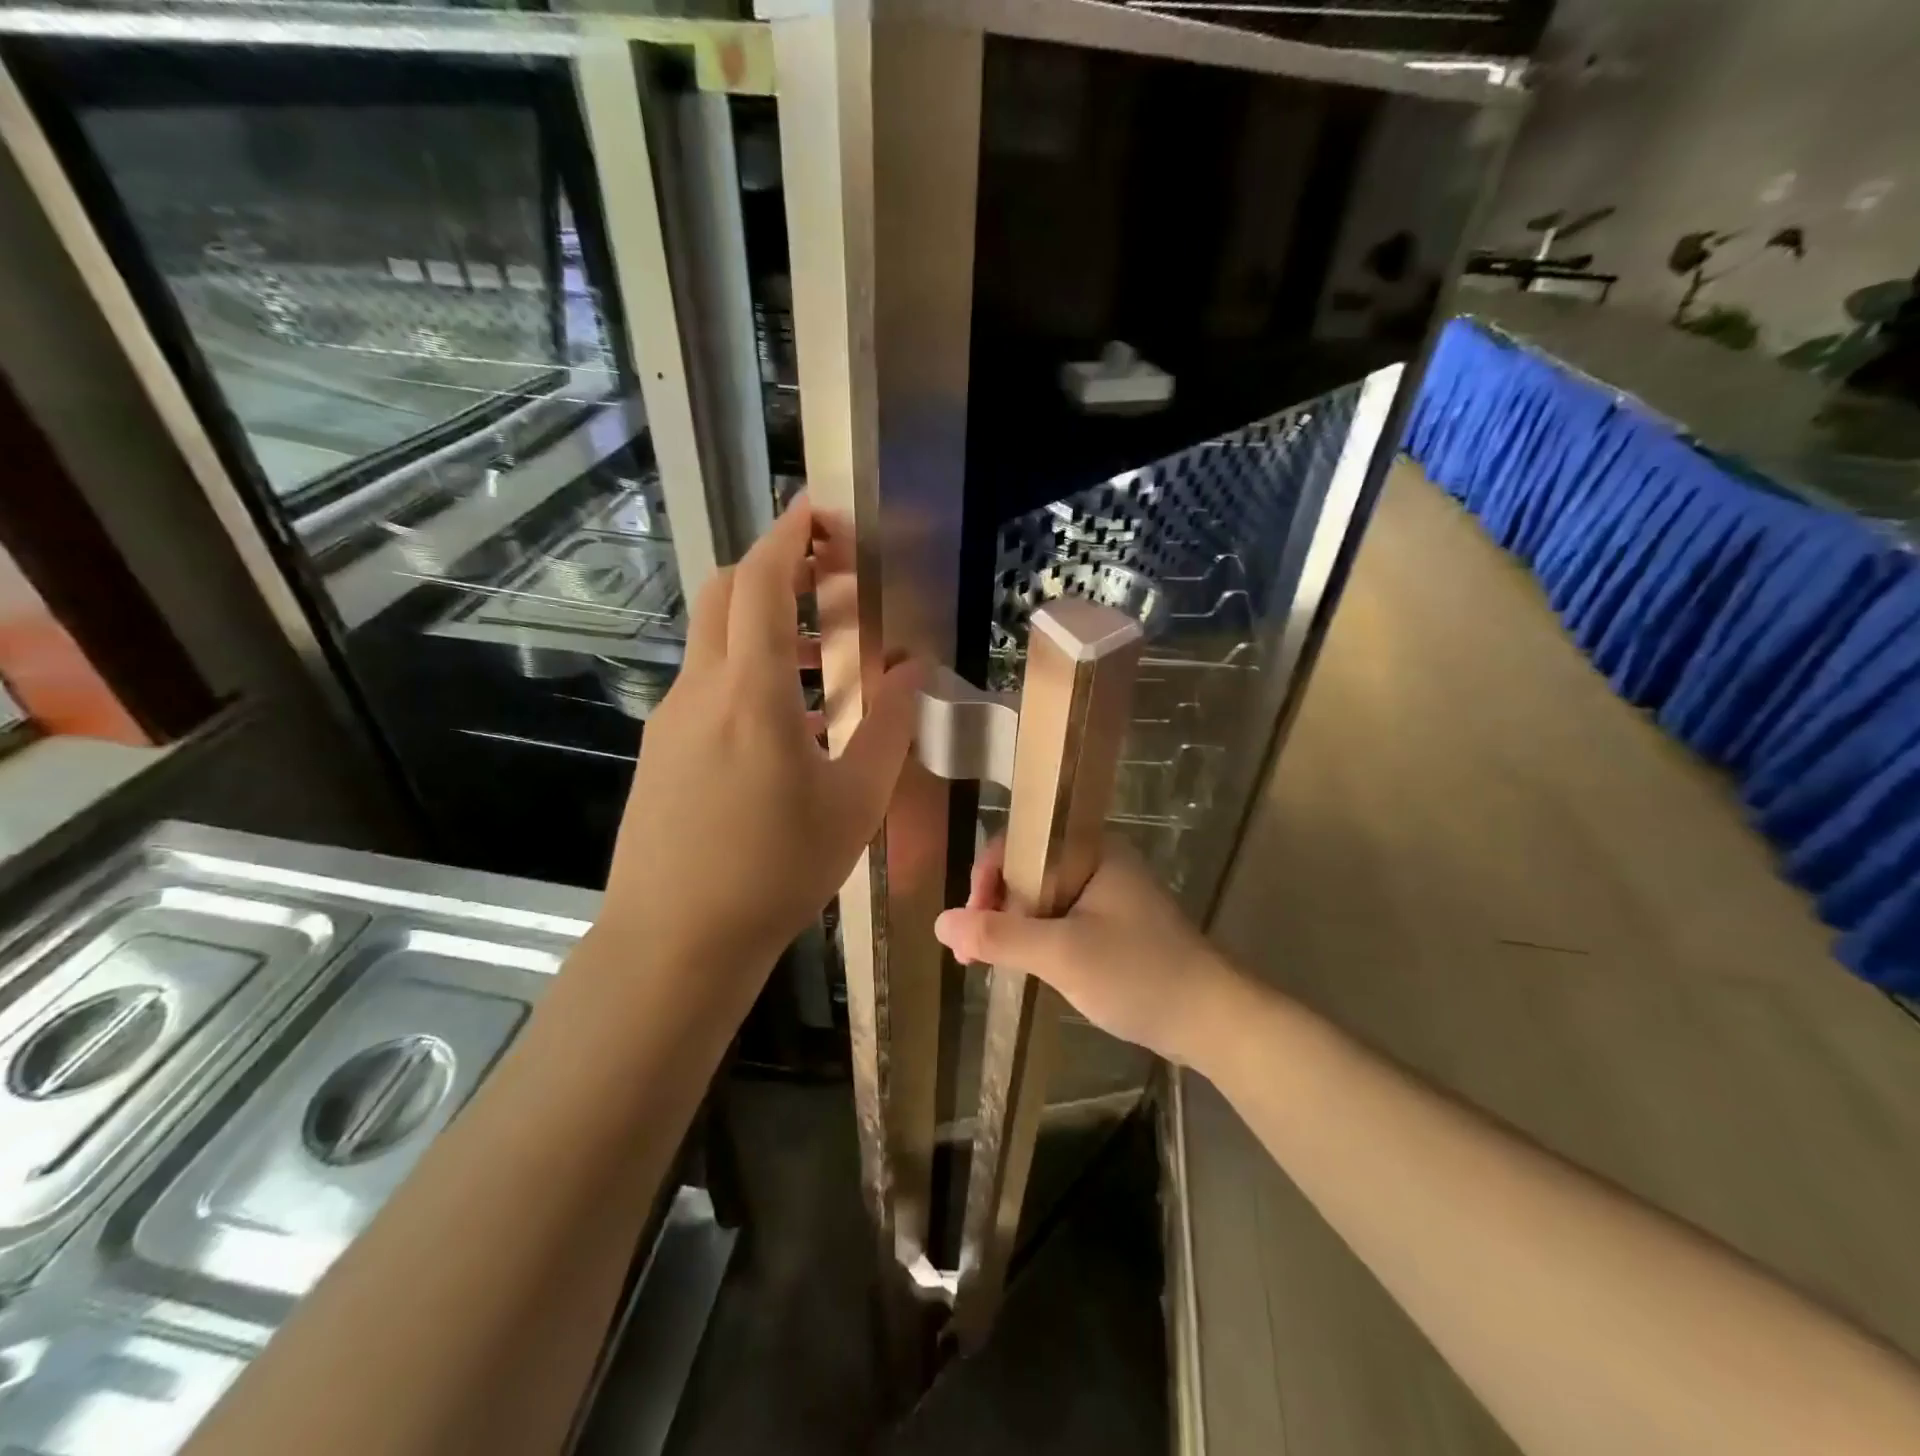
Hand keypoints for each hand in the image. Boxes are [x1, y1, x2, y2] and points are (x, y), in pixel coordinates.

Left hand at [602, 496, 922, 995]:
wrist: (675, 941)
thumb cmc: (775, 872)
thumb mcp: (854, 802)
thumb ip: (889, 726)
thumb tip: (912, 669)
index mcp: (751, 693)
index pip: (763, 584)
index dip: (790, 535)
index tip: (819, 508)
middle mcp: (701, 690)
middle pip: (728, 594)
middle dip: (777, 566)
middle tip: (831, 574)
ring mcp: (672, 718)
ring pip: (716, 640)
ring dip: (767, 623)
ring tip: (827, 654)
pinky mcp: (661, 748)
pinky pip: (708, 684)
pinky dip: (749, 670)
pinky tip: (788, 719)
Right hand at [934, 836, 1244, 1066]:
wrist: (1213, 1021)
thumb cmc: (1139, 974)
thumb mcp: (1062, 954)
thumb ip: (1000, 936)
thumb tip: (940, 921)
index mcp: (1092, 849)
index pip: (1021, 843)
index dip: (987, 877)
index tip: (972, 922)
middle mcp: (1098, 862)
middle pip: (1027, 871)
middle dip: (995, 909)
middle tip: (972, 954)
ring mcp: (1107, 895)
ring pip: (1042, 899)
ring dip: (1012, 928)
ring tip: (985, 964)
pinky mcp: (1112, 926)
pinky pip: (1060, 921)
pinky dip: (1036, 941)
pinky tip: (1020, 966)